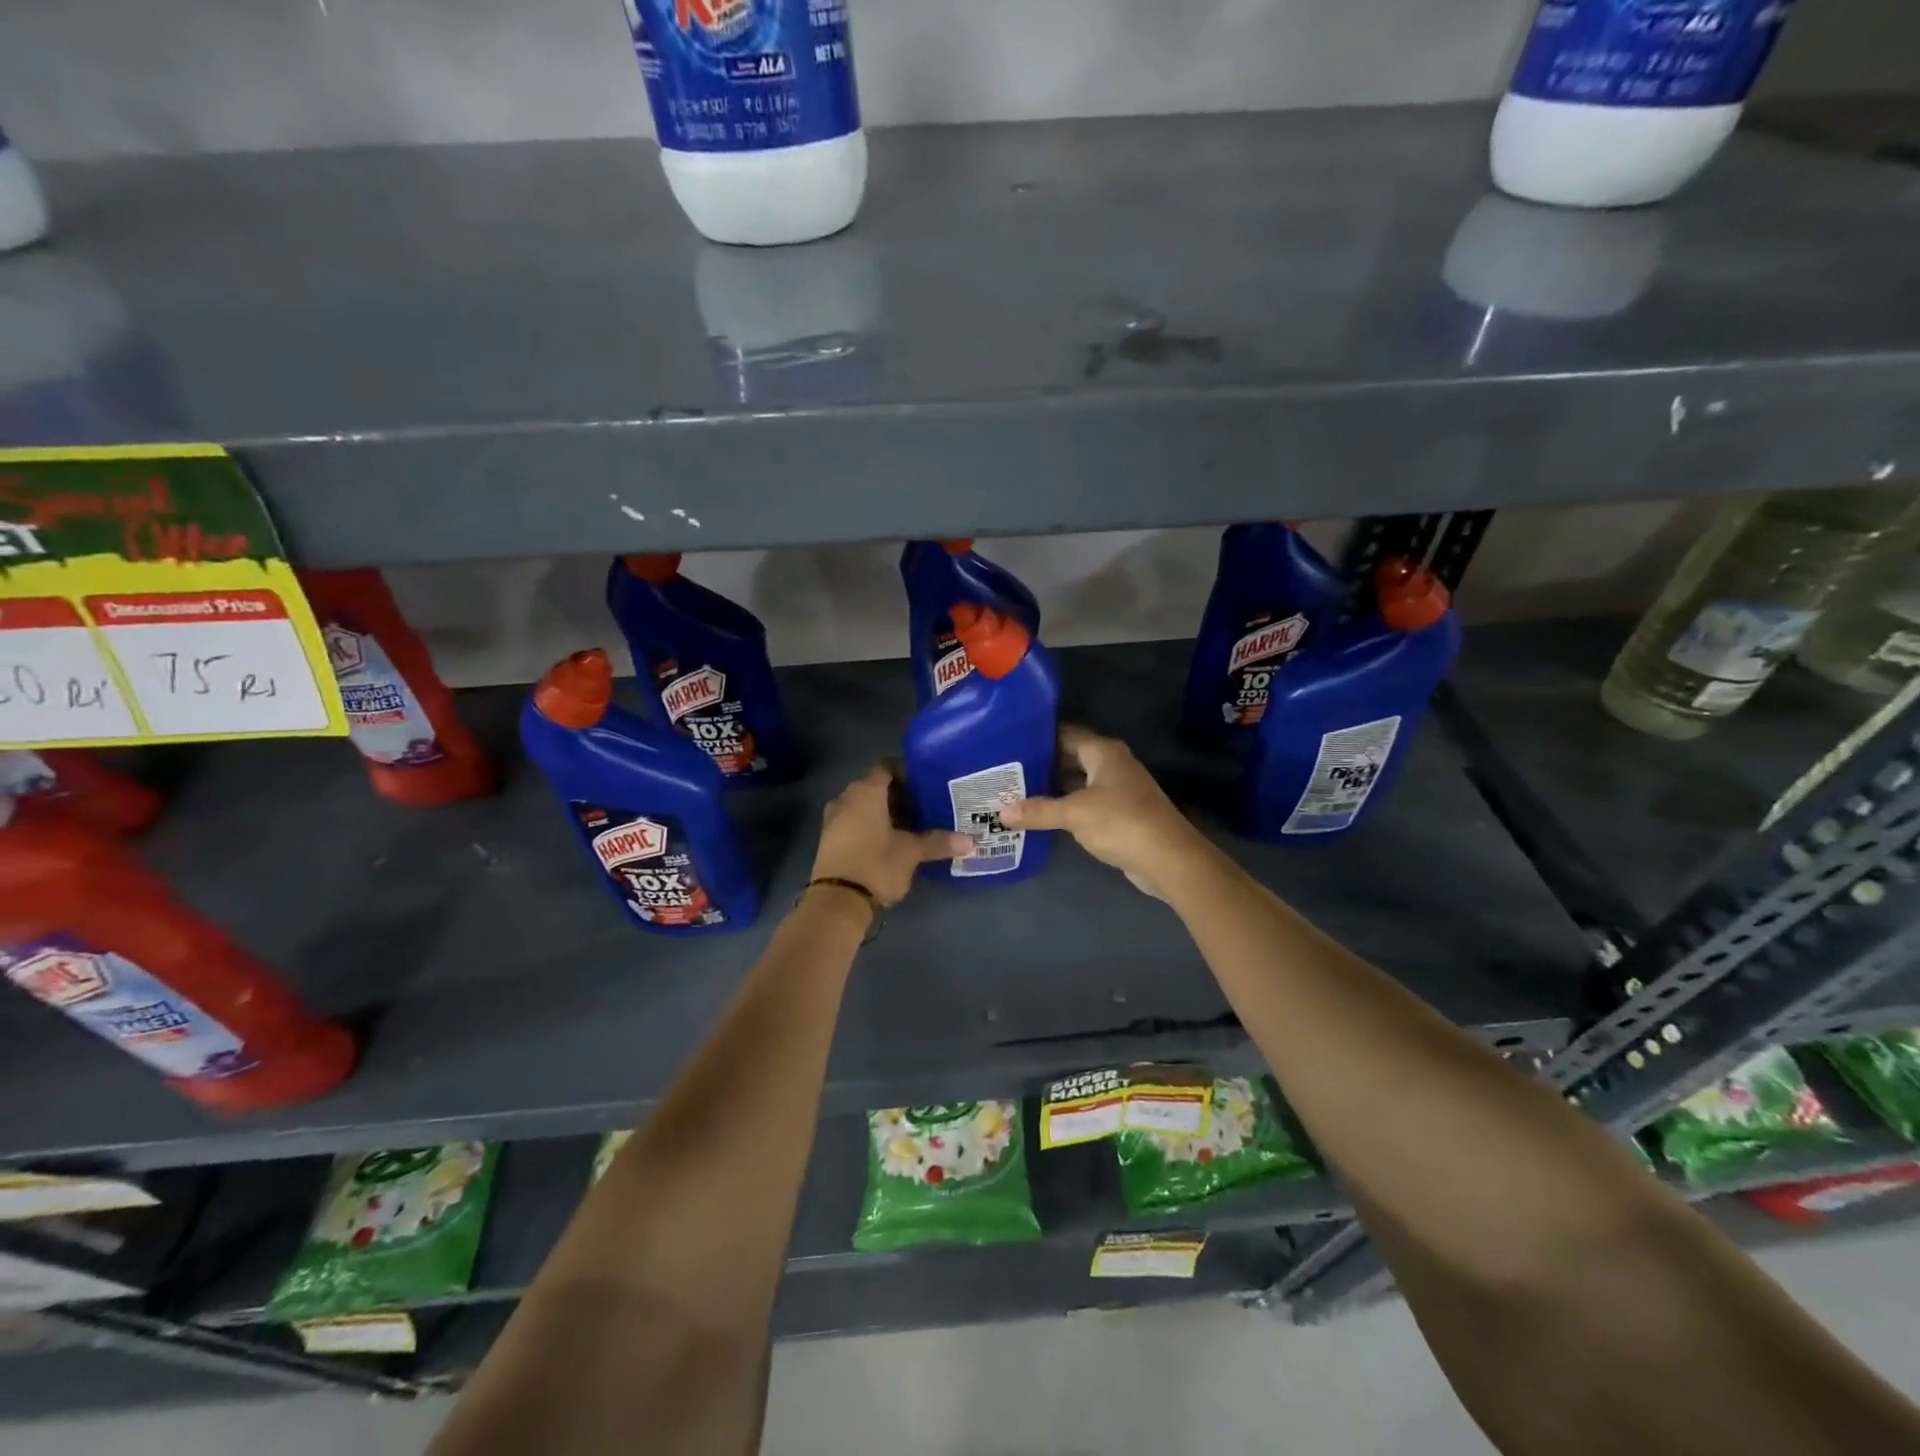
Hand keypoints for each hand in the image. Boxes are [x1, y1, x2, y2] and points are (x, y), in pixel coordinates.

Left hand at [810, 764, 970, 907]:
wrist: (837, 900)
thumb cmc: (877, 863)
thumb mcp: (912, 852)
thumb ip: (938, 842)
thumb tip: (970, 841)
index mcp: (866, 791)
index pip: (886, 767)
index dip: (906, 772)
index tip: (925, 785)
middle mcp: (846, 798)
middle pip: (875, 786)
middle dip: (899, 795)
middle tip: (924, 806)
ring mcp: (833, 819)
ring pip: (863, 805)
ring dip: (884, 812)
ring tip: (911, 825)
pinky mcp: (830, 839)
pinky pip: (854, 821)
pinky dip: (871, 825)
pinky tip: (890, 841)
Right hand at [1000, 725, 1209, 899]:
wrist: (1168, 858)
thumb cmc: (1120, 822)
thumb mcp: (1073, 814)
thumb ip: (1038, 811)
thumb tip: (1001, 813)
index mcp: (1104, 752)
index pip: (1066, 734)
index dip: (1039, 736)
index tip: (1009, 741)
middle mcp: (1112, 764)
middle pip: (1071, 757)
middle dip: (1042, 763)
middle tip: (1007, 769)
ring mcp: (1118, 789)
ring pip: (1078, 781)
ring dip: (1053, 787)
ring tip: (1016, 791)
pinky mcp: (1120, 814)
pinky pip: (1086, 802)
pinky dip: (1066, 806)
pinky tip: (1043, 815)